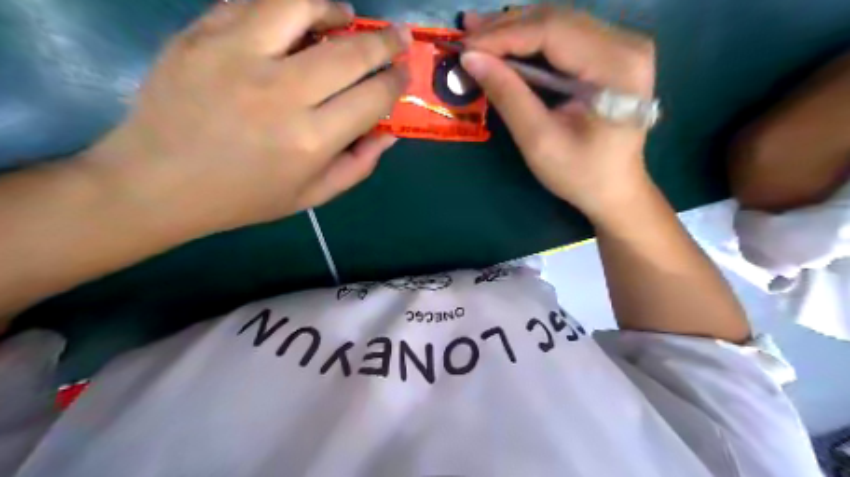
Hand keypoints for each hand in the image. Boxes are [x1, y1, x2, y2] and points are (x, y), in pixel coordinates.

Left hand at [85, 0, 410, 236]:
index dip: (396, 80)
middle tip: (397, 38)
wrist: (158, 182)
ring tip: (345, 16)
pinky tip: (295, 19)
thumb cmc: (244, 197)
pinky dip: (286, 5)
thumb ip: (358, 166)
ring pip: (302, 5)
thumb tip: (389, 133)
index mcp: (311, 140)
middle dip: (385, 42)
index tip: (403, 73)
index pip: (373, 96)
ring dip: (335, 8)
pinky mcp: (202, 34)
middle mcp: (282, 92)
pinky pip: (254, 1)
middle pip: (351, 51)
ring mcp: (238, 55)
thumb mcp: (312, 195)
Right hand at [462, 7, 651, 220]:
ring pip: (558, 22)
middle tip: (465, 34)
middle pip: (556, 20)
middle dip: (505, 27)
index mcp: (616, 67)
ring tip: (477, 36)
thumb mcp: (539, 141)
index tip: (465, 48)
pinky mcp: (611, 53)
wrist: (615, 189)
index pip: (552, 32)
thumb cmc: (580, 173)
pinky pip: (564, 36)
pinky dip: (530, 40)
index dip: (504, 36)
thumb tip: (470, 59)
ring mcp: (622, 45)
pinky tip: (505, 42)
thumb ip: (508, 96)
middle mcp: (626, 44)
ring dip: (515, 29)